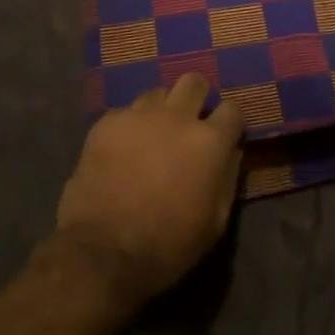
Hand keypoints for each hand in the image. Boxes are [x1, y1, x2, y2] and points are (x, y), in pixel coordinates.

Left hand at [55, 74, 243, 307]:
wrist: (101, 252)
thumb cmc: (166, 246)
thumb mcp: (214, 225)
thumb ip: (228, 180)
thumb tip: (231, 152)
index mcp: (208, 142)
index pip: (232, 110)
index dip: (229, 123)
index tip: (224, 136)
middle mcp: (177, 117)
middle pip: (194, 82)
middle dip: (196, 98)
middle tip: (188, 123)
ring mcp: (139, 115)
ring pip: (157, 93)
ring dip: (161, 111)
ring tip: (152, 136)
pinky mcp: (108, 122)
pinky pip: (125, 113)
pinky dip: (129, 128)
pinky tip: (121, 151)